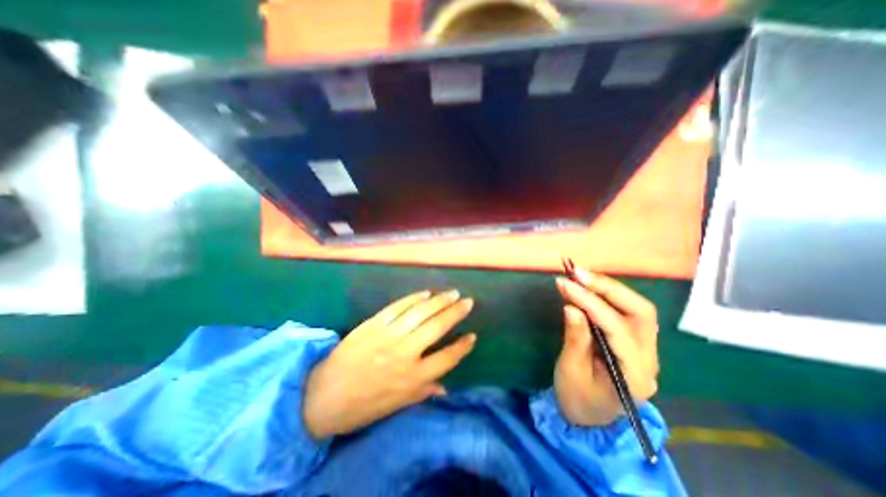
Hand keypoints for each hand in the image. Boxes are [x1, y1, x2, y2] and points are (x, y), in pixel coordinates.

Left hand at [302, 291, 478, 437]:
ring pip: (420, 312)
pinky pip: (398, 307)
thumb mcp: (395, 406)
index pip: (446, 359)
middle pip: (437, 327)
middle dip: (455, 313)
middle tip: (468, 302)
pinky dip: (413, 298)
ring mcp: (388, 335)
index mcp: (412, 378)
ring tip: (452, 293)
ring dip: (439, 300)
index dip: (462, 346)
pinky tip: (425, 293)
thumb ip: (422, 392)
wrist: (321, 396)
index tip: (472, 335)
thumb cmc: (362, 405)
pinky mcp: (374, 324)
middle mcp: (404, 353)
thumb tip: (445, 387)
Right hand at [552, 267, 656, 425]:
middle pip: (640, 312)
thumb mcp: (571, 371)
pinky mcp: (633, 341)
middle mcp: (649, 358)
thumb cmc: (578, 398)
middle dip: (607, 288)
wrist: (590, 417)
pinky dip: (605, 295)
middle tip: (578, 274)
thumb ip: (575, 338)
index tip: (565, 283)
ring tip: (580, 276)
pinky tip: (586, 287)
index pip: (617, 328)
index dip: (590, 302)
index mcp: (634, 374)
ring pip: (636, 308)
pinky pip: (624, 311)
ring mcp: (645, 348)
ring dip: (607, 287)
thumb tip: (572, 306)